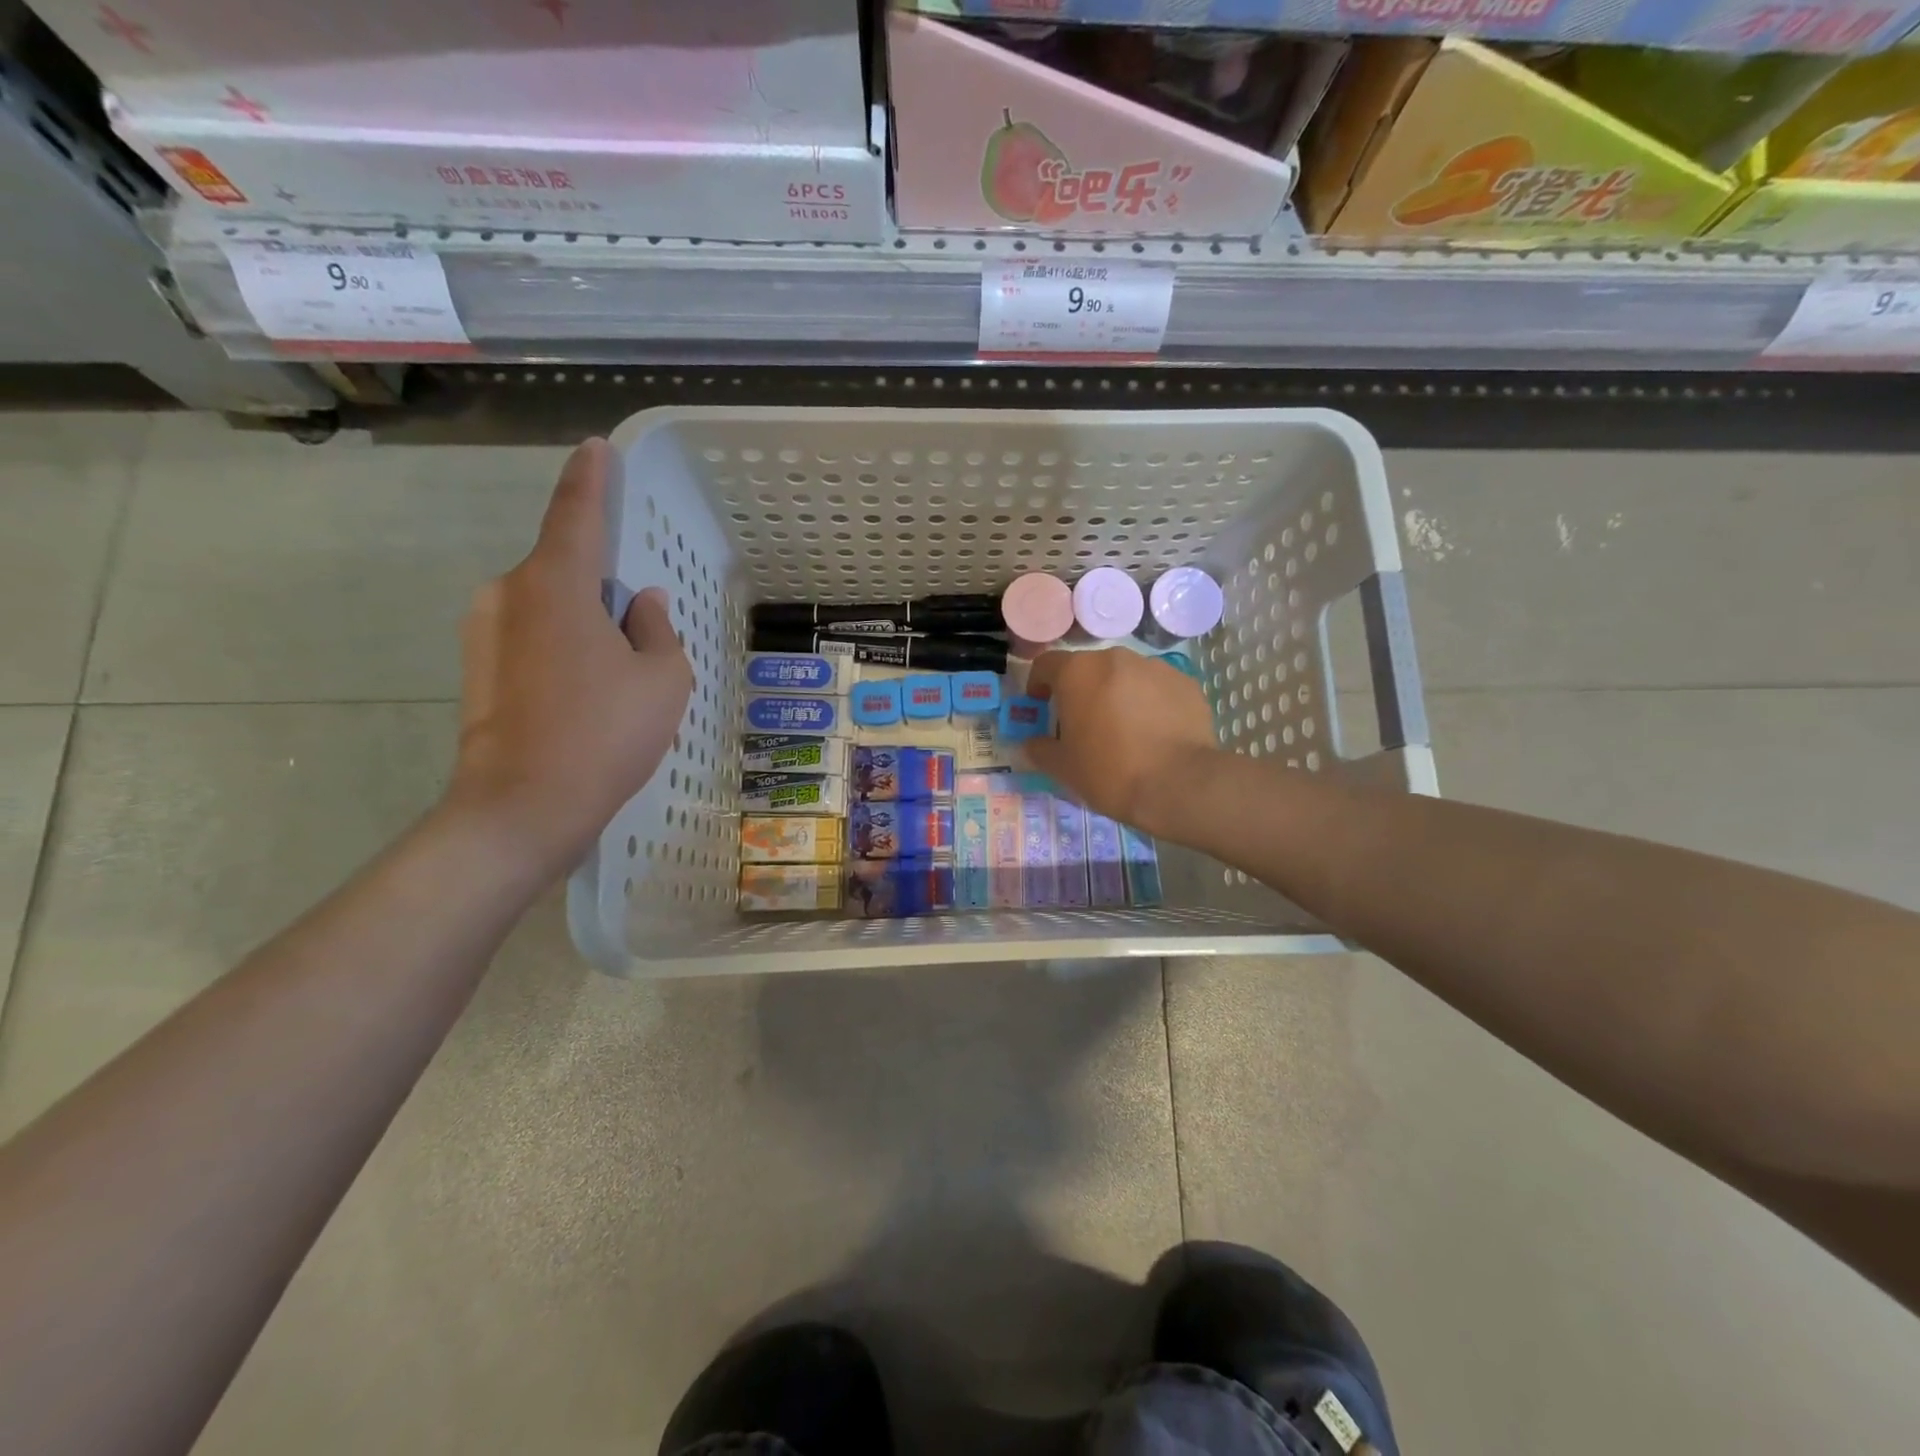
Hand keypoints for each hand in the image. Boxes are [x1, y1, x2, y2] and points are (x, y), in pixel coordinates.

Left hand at [445, 438, 692, 880]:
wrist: (522, 808)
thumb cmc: (605, 734)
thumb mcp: (662, 679)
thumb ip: (657, 629)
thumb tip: (641, 603)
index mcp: (556, 584)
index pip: (577, 512)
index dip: (591, 478)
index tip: (597, 448)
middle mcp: (509, 594)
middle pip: (565, 569)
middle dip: (602, 588)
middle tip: (638, 629)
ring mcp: (485, 633)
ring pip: (549, 608)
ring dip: (584, 624)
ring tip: (616, 676)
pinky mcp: (477, 669)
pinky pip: (532, 638)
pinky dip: (564, 650)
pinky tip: (587, 696)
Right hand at [1022, 648, 1218, 832]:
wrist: (1179, 785)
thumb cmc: (1110, 772)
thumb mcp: (1063, 768)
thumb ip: (1040, 749)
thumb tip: (1032, 743)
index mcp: (1078, 672)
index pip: (1046, 665)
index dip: (1038, 684)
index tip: (1041, 706)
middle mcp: (1115, 659)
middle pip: (1088, 668)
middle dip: (1081, 691)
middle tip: (1083, 724)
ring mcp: (1155, 667)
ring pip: (1125, 676)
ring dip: (1117, 694)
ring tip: (1124, 730)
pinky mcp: (1185, 683)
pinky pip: (1156, 688)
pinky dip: (1150, 703)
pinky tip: (1155, 733)